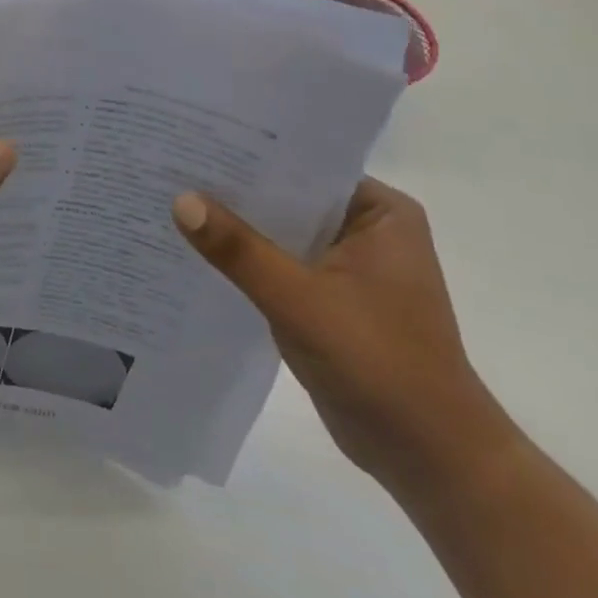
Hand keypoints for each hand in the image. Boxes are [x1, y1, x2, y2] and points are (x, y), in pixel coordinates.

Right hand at [172, 179, 516, 498]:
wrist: (429, 458)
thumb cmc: (379, 365)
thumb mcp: (300, 300)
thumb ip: (239, 250)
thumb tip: (180, 199)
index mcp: (380, 212)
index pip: (303, 164)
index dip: (247, 152)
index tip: (192, 139)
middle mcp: (366, 229)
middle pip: (287, 197)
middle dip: (233, 190)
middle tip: (168, 166)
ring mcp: (347, 266)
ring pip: (278, 232)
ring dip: (236, 227)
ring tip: (169, 201)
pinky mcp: (328, 298)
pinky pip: (277, 264)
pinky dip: (244, 261)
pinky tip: (195, 252)